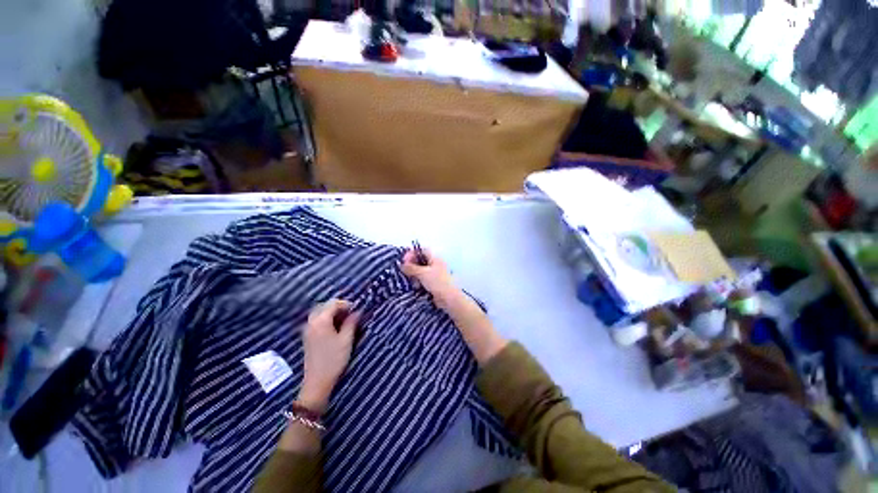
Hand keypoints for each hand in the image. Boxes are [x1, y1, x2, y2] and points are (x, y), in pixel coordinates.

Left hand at [298, 299, 359, 412]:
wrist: (317, 379)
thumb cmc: (334, 360)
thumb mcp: (346, 341)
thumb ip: (351, 324)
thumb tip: (357, 312)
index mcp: (321, 320)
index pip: (333, 303)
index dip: (346, 304)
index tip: (357, 310)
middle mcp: (311, 321)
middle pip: (324, 306)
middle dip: (337, 308)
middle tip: (351, 315)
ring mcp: (307, 329)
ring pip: (319, 313)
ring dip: (331, 314)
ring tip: (344, 323)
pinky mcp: (307, 336)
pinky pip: (316, 321)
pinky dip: (325, 320)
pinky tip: (334, 330)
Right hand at [401, 249, 460, 308]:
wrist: (448, 298)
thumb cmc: (437, 282)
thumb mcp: (422, 273)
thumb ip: (411, 268)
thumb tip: (402, 265)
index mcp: (435, 258)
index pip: (422, 250)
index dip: (412, 253)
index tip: (404, 260)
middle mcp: (435, 264)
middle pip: (421, 260)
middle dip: (411, 264)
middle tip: (404, 270)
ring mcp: (435, 274)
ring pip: (421, 271)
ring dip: (414, 274)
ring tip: (409, 279)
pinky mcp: (433, 283)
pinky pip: (423, 279)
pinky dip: (418, 281)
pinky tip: (415, 285)